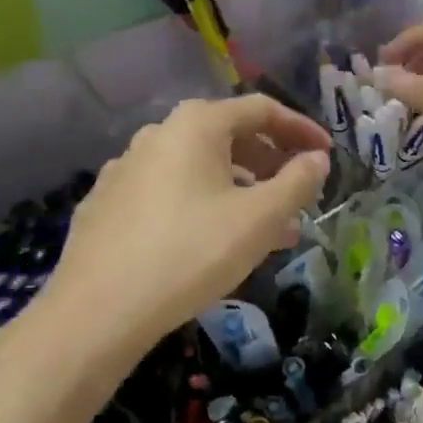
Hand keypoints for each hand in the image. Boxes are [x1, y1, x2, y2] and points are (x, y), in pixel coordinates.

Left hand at [9, 96, 330, 385]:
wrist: (95, 313)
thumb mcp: (259, 219)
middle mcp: (158, 134)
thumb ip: (297, 183)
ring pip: (199, 168)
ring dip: (240, 189)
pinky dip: (203, 203)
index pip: (260, 109)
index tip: (326, 154)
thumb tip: (316, 159)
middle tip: (297, 193)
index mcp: (196, 125)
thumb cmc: (189, 254)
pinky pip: (170, 191)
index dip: (300, 129)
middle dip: (270, 163)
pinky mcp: (107, 203)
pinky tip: (213, 241)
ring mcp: (126, 168)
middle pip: (228, 135)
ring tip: (266, 228)